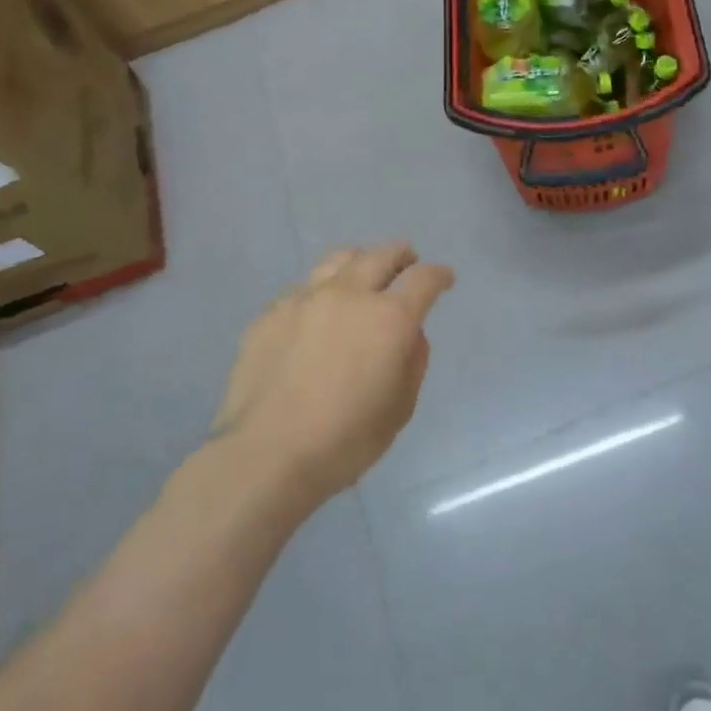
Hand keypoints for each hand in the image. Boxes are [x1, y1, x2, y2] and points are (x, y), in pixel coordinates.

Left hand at [211, 243, 454, 506]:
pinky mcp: (270, 313)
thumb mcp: (400, 408)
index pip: (423, 279)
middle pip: (381, 255)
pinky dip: (322, 291)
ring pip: (338, 259)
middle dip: (401, 255)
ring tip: (363, 273)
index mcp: (388, 318)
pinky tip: (318, 313)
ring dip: (360, 261)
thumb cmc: (344, 440)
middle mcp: (348, 295)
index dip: (439, 275)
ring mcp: (304, 299)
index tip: (444, 278)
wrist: (265, 454)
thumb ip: (412, 362)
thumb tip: (408, 334)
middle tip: (407, 262)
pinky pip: (304, 288)